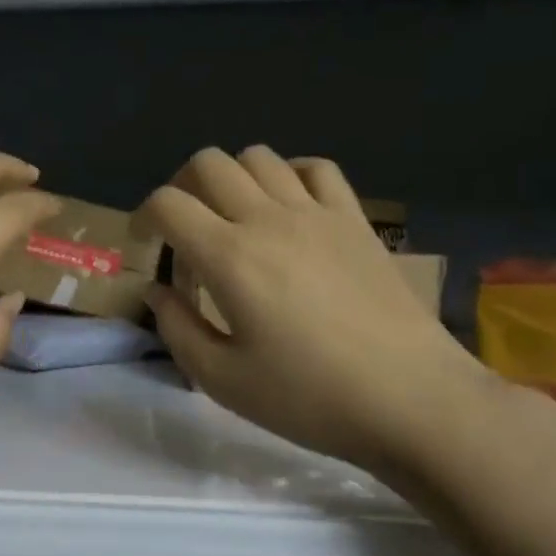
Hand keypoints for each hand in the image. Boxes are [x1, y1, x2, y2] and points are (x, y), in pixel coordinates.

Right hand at [139, 146, 482, 470]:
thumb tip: (158, 291)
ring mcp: (317, 214)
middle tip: (184, 228)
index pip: (168, 203)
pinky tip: (288, 207)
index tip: (145, 243)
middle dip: (182, 187)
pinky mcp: (355, 220)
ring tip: (233, 217)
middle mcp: (268, 219)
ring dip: (232, 178)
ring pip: (260, 157)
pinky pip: (317, 169)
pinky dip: (290, 175)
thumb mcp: (223, 380)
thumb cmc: (309, 397)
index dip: (144, 216)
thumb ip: (178, 329)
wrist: (410, 399)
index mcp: (229, 257)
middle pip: (209, 164)